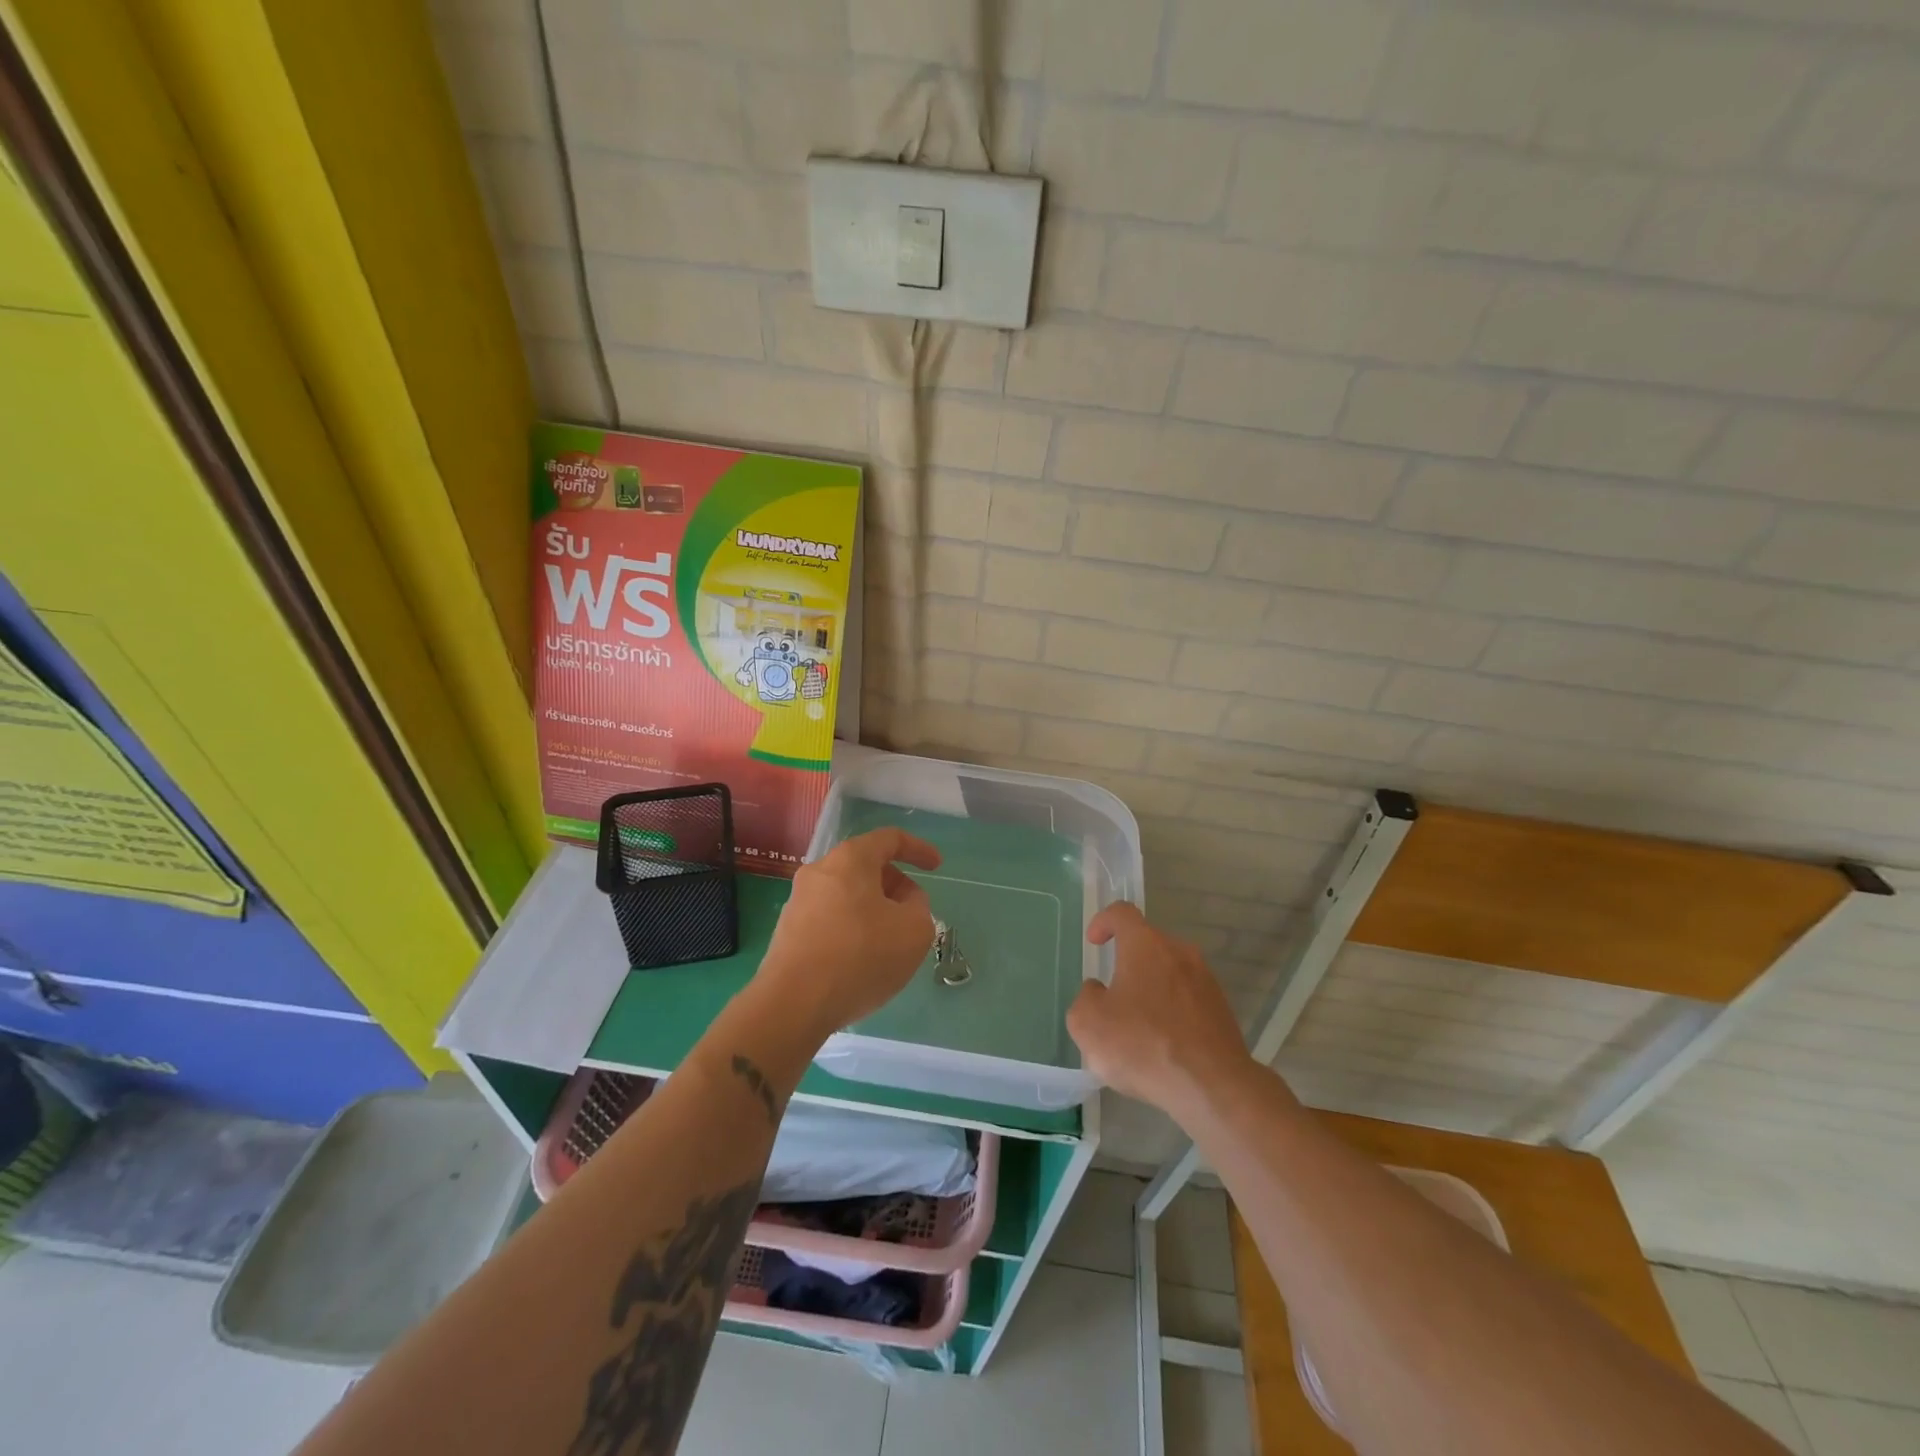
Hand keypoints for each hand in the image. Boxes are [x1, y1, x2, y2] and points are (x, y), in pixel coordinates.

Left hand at [755, 827, 941, 1038]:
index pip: (889, 839)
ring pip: (848, 895)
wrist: (792, 1004)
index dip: (918, 849)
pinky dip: (852, 930)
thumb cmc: (860, 957)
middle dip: (896, 886)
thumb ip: (919, 907)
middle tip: (914, 915)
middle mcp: (819, 872)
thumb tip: (904, 902)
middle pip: (866, 867)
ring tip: (890, 944)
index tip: (936, 867)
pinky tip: (861, 962)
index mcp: (850, 859)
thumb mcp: (914, 931)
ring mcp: (798, 902)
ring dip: (874, 911)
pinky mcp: (788, 932)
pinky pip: (830, 919)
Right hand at [1067, 902, 1251, 1118]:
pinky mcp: (1222, 1010)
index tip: (1095, 942)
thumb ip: (1085, 998)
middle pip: (1148, 945)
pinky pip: (1188, 1000)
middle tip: (1113, 997)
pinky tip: (1163, 1046)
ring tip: (1138, 1027)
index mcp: (1145, 946)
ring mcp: (1206, 981)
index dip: (1104, 921)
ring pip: (1170, 973)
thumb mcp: (1088, 1024)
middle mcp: (1179, 952)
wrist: (1212, 1086)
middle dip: (1128, 964)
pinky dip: (1172, 1013)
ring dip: (1152, 990)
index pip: (1122, 913)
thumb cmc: (1143, 1045)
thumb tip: (1099, 991)